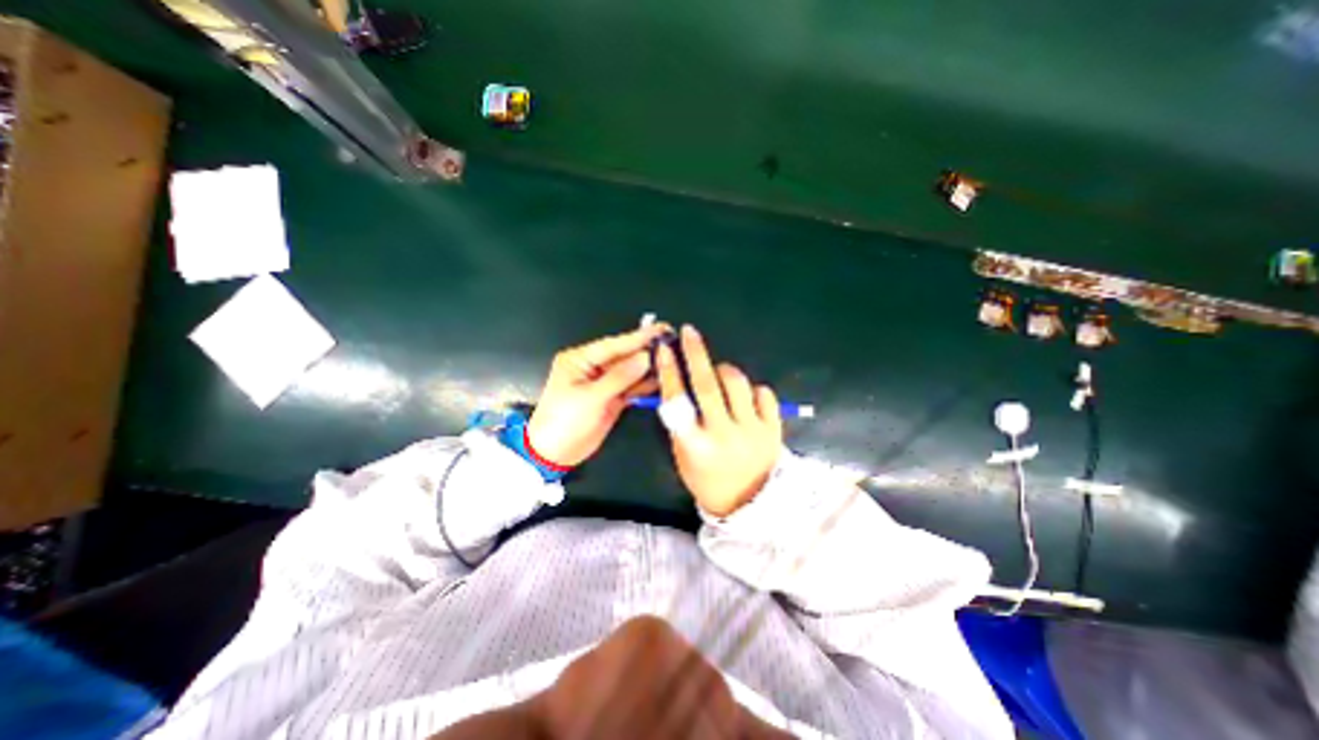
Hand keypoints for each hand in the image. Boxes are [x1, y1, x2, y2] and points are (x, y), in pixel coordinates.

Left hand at [527, 324, 670, 464]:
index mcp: (579, 360)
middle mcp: (593, 368)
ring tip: (672, 360)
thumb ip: (619, 377)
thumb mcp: (590, 398)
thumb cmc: (563, 422)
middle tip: (671, 344)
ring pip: (631, 371)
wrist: (554, 454)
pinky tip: (661, 379)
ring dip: (649, 368)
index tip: (660, 330)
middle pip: (624, 356)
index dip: (638, 337)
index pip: (613, 345)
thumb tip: (644, 358)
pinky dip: (645, 385)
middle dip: (646, 351)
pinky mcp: (612, 398)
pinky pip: (632, 387)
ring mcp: (604, 383)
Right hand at [654, 327, 774, 518]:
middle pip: (708, 384)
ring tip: (719, 373)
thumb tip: (678, 383)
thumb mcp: (684, 454)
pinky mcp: (774, 429)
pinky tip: (745, 396)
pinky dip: (753, 389)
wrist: (749, 504)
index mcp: (695, 445)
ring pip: (737, 383)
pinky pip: (764, 394)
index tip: (664, 349)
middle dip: (695, 353)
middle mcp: (724, 434)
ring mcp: (752, 431)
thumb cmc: (707, 479)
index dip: (669, 371)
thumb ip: (681, 421)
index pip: (677, 400)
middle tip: (689, 332)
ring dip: (725, 370)